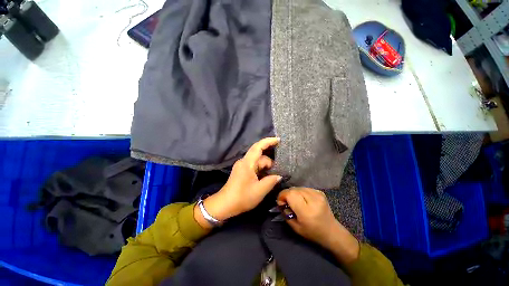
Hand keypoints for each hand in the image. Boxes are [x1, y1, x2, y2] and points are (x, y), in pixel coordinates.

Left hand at [195, 137, 281, 228]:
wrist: (225, 205)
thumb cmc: (242, 198)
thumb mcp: (260, 191)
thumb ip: (271, 181)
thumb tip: (279, 175)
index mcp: (247, 163)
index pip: (258, 147)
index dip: (268, 141)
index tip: (279, 140)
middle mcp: (244, 161)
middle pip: (260, 156)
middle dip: (270, 163)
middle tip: (278, 172)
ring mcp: (242, 166)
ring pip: (257, 162)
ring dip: (265, 168)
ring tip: (272, 177)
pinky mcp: (242, 170)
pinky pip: (254, 166)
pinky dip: (261, 170)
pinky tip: (265, 178)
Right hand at [277, 187, 359, 263]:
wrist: (332, 231)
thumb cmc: (312, 232)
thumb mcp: (295, 227)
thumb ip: (286, 213)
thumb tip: (280, 201)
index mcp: (307, 211)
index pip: (290, 194)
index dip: (282, 195)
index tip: (280, 202)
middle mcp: (313, 200)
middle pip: (294, 189)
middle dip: (287, 194)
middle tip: (286, 202)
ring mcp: (318, 194)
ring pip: (298, 187)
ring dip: (294, 193)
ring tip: (295, 201)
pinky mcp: (320, 192)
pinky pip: (304, 188)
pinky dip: (300, 192)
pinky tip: (303, 199)